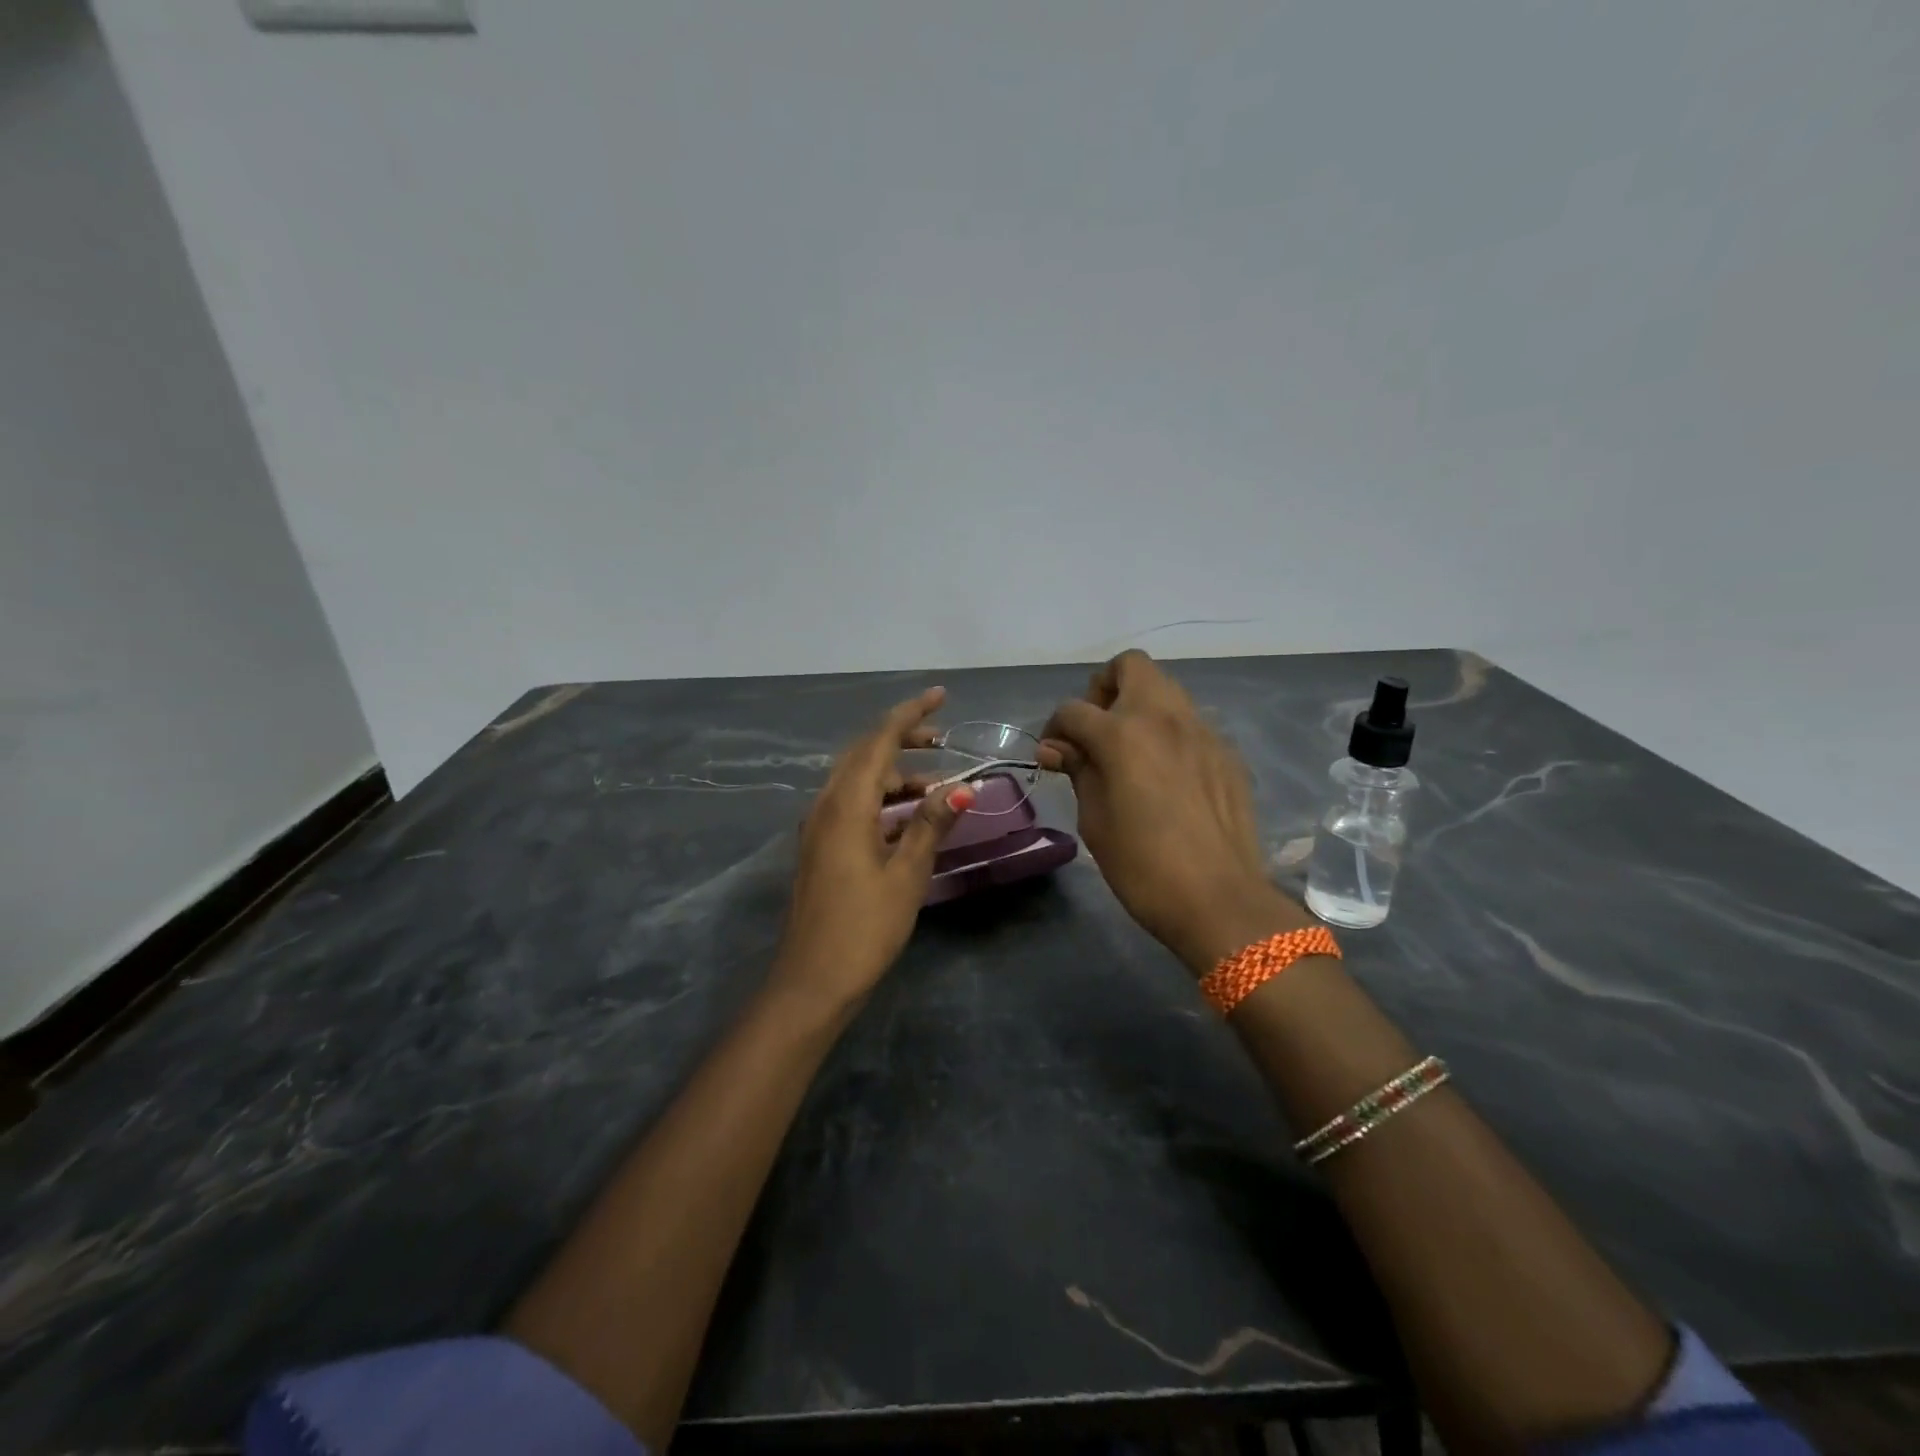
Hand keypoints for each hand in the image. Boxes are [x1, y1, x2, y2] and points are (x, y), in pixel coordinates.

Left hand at [773, 687, 975, 1007]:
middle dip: (902, 738)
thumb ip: (930, 824)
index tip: (941, 695)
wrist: (811, 982)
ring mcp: (818, 827)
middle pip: (864, 754)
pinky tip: (907, 817)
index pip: (879, 741)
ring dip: (894, 773)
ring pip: (857, 780)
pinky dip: (881, 798)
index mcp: (846, 806)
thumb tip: (963, 785)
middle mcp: (826, 806)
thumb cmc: (864, 928)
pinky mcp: (820, 848)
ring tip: (937, 785)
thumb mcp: (906, 874)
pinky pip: (852, 804)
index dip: (910, 714)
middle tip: (942, 739)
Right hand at [1039, 650, 1309, 973]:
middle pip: (1130, 666)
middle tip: (1097, 730)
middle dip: (1104, 688)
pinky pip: (1190, 724)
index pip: (1074, 709)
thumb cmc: (1142, 865)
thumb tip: (1056, 748)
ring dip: (1139, 706)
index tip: (1054, 755)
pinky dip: (1169, 733)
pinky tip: (1166, 775)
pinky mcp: (1226, 752)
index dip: (1055, 729)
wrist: (1218, 899)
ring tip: (1130, 750)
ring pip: (1165, 690)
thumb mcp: (1095, 819)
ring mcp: (1202, 731)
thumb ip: (1078, 771)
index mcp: (1122, 733)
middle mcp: (1164, 718)